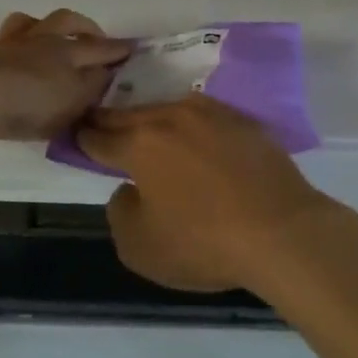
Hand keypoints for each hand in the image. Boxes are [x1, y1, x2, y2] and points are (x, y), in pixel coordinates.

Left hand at [0, 10, 132, 140]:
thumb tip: (105, 71)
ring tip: (41, 36)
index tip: (132, 47)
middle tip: (92, 35)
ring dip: (34, 26)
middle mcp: (37, 41)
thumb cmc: (36, 104)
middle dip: (82, 25)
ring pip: (20, 23)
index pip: (98, 47)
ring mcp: (3, 47)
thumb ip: (93, 86)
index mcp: (65, 51)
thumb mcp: (76, 101)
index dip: (116, 48)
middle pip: (63, 20)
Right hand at [77, 95, 337, 293]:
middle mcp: (172, 117)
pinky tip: (196, 139)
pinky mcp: (244, 121)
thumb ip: (120, 213)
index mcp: (140, 143)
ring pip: (169, 110)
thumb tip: (128, 189)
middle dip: (111, 120)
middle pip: (131, 115)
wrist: (282, 230)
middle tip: (99, 124)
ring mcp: (212, 114)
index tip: (75, 135)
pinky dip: (192, 127)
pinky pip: (205, 118)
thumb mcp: (140, 247)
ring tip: (149, 130)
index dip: (83, 137)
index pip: (99, 136)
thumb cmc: (204, 242)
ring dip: (153, 119)